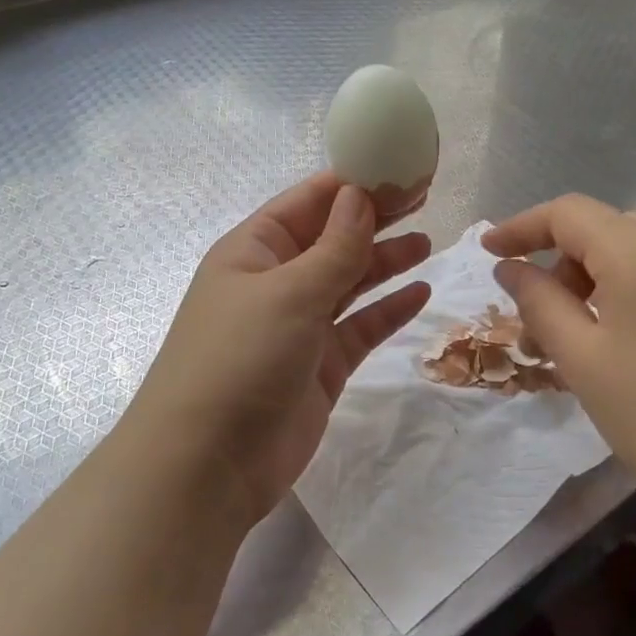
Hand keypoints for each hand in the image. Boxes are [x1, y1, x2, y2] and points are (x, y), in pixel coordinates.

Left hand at [125, 174, 431, 527]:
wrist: (208, 466)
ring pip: (349, 282)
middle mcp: (275, 282)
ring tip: (428, 243)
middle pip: (331, 239)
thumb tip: (359, 195)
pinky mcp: (320, 366)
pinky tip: (420, 293)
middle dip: (374, 218)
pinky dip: (388, 310)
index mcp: (253, 251)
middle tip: (423, 199)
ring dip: (384, 261)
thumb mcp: (289, 292)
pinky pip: (360, 328)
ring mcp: (298, 326)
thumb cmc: (240, 359)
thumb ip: (334, 247)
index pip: (307, 202)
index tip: (398, 169)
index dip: (351, 184)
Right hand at [483, 194, 635, 564]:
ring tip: (589, 311)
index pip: (568, 214)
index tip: (490, 251)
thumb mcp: (583, 361)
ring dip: (601, 259)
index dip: (522, 227)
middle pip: (602, 225)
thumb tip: (510, 267)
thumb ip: (539, 302)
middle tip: (542, 320)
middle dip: (560, 260)